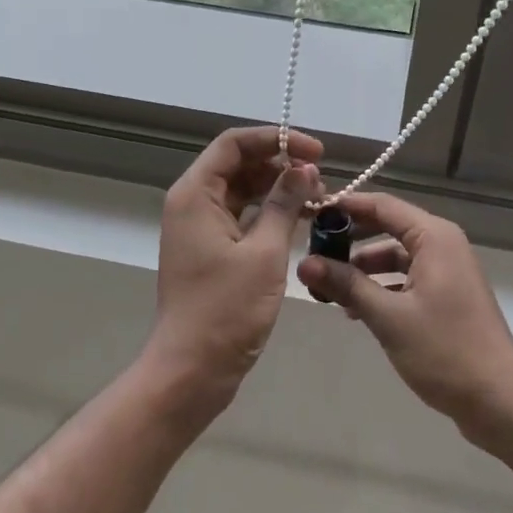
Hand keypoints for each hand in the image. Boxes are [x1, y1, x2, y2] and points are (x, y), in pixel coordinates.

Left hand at [144, 126, 323, 423]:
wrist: (191, 372)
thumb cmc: (225, 310)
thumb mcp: (264, 254)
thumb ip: (285, 204)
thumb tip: (305, 168)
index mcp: (195, 194)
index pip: (235, 143)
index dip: (276, 140)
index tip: (315, 151)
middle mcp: (193, 202)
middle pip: (238, 163)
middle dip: (280, 163)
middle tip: (321, 177)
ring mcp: (200, 227)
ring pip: (243, 189)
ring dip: (278, 188)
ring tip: (317, 197)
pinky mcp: (211, 249)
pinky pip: (242, 215)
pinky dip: (270, 212)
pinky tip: (301, 220)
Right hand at [295, 192, 512, 446]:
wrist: (500, 401)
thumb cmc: (445, 351)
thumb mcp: (388, 317)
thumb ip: (346, 285)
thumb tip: (305, 263)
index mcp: (433, 237)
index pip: (382, 205)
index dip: (346, 206)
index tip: (311, 212)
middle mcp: (442, 244)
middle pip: (389, 226)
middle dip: (351, 238)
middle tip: (313, 249)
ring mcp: (448, 270)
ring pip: (396, 255)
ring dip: (364, 268)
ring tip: (328, 285)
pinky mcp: (448, 295)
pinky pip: (408, 277)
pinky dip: (382, 286)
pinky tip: (355, 308)